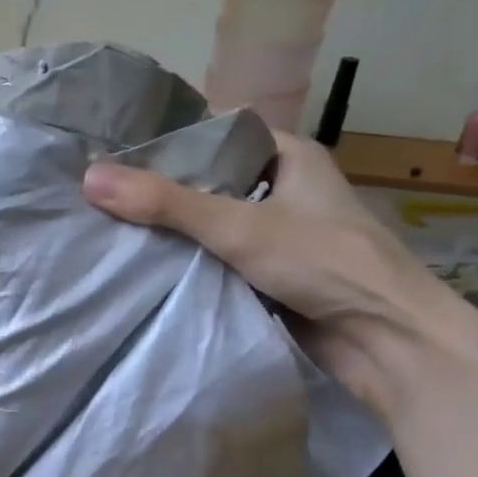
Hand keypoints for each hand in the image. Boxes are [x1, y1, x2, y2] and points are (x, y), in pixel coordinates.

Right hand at [82, 132, 475, 415]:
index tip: (114, 151)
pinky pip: (217, 258)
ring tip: (109, 226)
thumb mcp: (239, 225)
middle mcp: (283, 188)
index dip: (167, 140)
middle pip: (208, 180)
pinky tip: (144, 264)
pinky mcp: (270, 274)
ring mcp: (277, 234)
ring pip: (210, 222)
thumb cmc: (326, 264)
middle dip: (161, 190)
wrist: (388, 343)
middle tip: (100, 193)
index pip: (216, 133)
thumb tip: (89, 178)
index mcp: (289, 155)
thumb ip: (165, 203)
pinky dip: (188, 261)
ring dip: (172, 230)